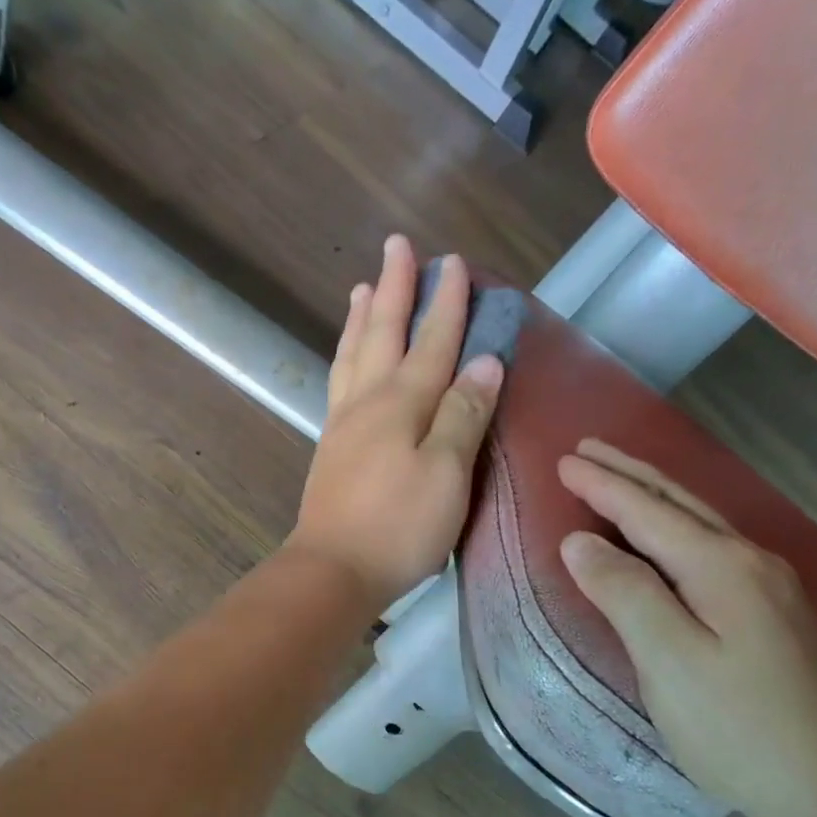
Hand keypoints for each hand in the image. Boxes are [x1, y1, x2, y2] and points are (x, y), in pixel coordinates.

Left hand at [287, 236, 503, 611]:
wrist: (333, 570)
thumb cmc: (398, 526)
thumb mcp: (446, 473)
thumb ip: (463, 414)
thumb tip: (485, 361)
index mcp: (402, 403)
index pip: (432, 341)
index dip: (446, 302)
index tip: (453, 261)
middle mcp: (368, 402)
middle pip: (383, 334)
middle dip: (395, 288)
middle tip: (398, 246)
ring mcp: (343, 425)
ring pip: (353, 356)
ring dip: (362, 318)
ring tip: (363, 288)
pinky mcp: (331, 449)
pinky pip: (340, 383)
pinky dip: (346, 356)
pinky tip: (348, 358)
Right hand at [556, 440, 816, 816]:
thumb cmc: (734, 724)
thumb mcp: (667, 659)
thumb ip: (623, 592)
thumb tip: (579, 542)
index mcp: (721, 567)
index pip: (648, 512)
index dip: (602, 486)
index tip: (561, 461)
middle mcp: (749, 562)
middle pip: (678, 504)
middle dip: (628, 474)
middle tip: (585, 450)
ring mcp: (765, 585)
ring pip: (697, 522)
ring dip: (651, 494)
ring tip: (615, 476)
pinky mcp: (767, 610)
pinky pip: (707, 546)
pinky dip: (671, 525)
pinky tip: (664, 532)